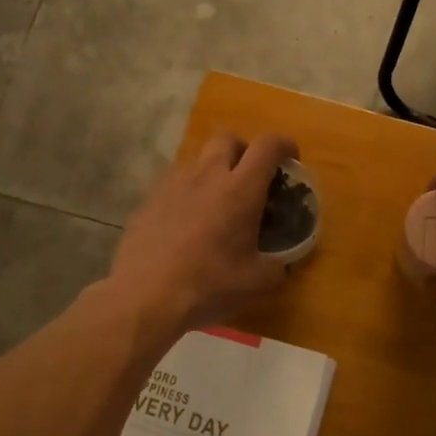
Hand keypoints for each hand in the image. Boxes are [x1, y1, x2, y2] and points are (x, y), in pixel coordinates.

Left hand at [107, 133, 299, 335]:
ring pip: (197, 160)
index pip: (268, 146)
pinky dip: (187, 193)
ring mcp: (172, 184)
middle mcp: (206, 176)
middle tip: (250, 177)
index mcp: (240, 189)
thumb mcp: (257, 282)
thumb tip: (282, 262)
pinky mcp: (147, 200)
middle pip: (228, 139)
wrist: (145, 297)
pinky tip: (185, 223)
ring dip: (213, 171)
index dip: (284, 145)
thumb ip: (277, 265)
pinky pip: (173, 184)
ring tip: (217, 203)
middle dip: (244, 150)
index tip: (290, 158)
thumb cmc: (209, 285)